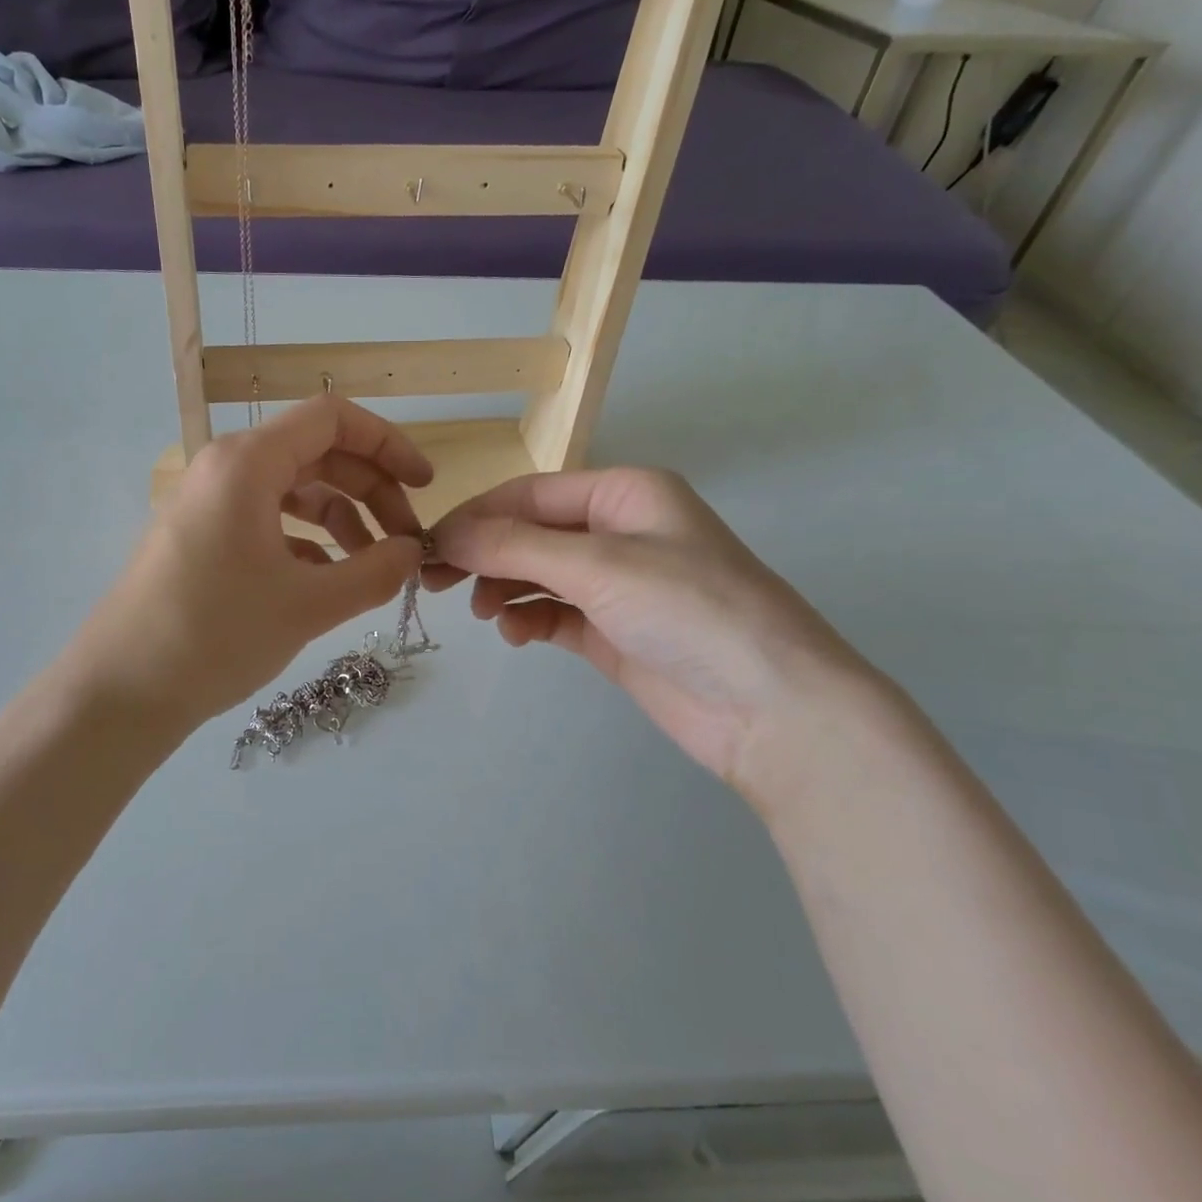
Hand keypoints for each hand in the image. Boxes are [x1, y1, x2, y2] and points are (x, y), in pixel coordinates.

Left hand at [67, 397, 433, 733]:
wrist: (121, 691)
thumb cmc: (216, 635)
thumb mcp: (308, 605)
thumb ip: (375, 572)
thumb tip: (412, 553)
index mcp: (248, 463)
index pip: (333, 419)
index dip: (388, 445)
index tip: (424, 486)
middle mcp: (225, 469)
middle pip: (317, 454)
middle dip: (371, 492)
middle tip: (405, 543)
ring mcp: (209, 504)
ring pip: (293, 491)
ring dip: (341, 520)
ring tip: (371, 568)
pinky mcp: (201, 537)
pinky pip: (267, 521)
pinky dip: (305, 542)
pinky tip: (325, 583)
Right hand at [427, 469, 888, 793]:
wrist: (773, 708)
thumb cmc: (689, 611)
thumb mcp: (598, 565)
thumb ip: (515, 546)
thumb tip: (445, 534)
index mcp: (625, 493)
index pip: (530, 494)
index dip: (477, 516)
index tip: (428, 545)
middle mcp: (620, 531)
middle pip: (531, 532)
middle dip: (484, 553)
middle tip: (434, 580)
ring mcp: (618, 584)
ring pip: (538, 573)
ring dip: (504, 587)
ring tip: (483, 613)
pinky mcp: (615, 632)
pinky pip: (555, 614)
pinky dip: (529, 619)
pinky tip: (516, 634)